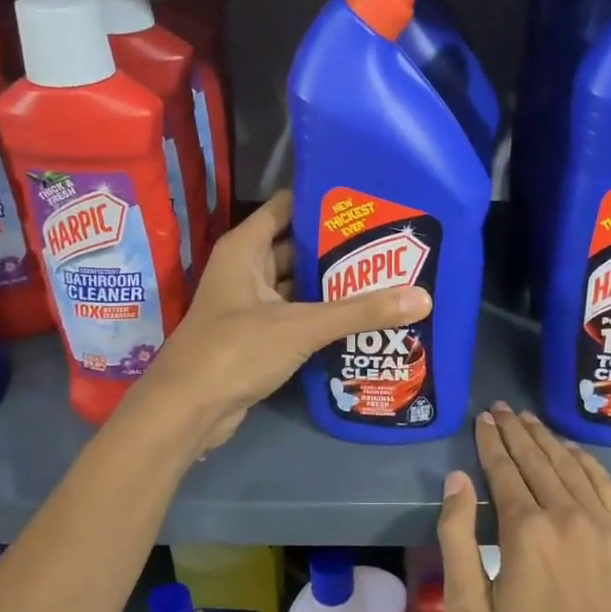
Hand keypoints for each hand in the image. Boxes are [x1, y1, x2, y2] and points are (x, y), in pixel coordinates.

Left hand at [132, 192, 430, 452]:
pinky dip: (322, 316)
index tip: (368, 200)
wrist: (188, 411)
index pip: (287, 207)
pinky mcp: (258, 337)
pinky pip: (297, 316)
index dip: (323, 201)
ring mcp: (250, 306)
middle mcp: (245, 270)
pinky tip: (361, 318)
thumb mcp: (301, 325)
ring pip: (298, 286)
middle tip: (390, 244)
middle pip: (297, 248)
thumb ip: (359, 311)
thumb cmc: (235, 350)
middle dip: (338, 247)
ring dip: (333, 285)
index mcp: (245, 248)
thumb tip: (422, 297)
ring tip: (386, 278)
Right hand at [435, 402, 610, 611]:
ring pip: (573, 467)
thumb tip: (458, 480)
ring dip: (549, 440)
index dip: (492, 441)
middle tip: (503, 408)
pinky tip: (574, 452)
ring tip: (530, 421)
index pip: (504, 469)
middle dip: (517, 431)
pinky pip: (607, 486)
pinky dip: (587, 462)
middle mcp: (568, 515)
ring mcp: (606, 527)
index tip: (484, 418)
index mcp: (526, 531)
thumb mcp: (469, 609)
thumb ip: (457, 538)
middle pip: (539, 460)